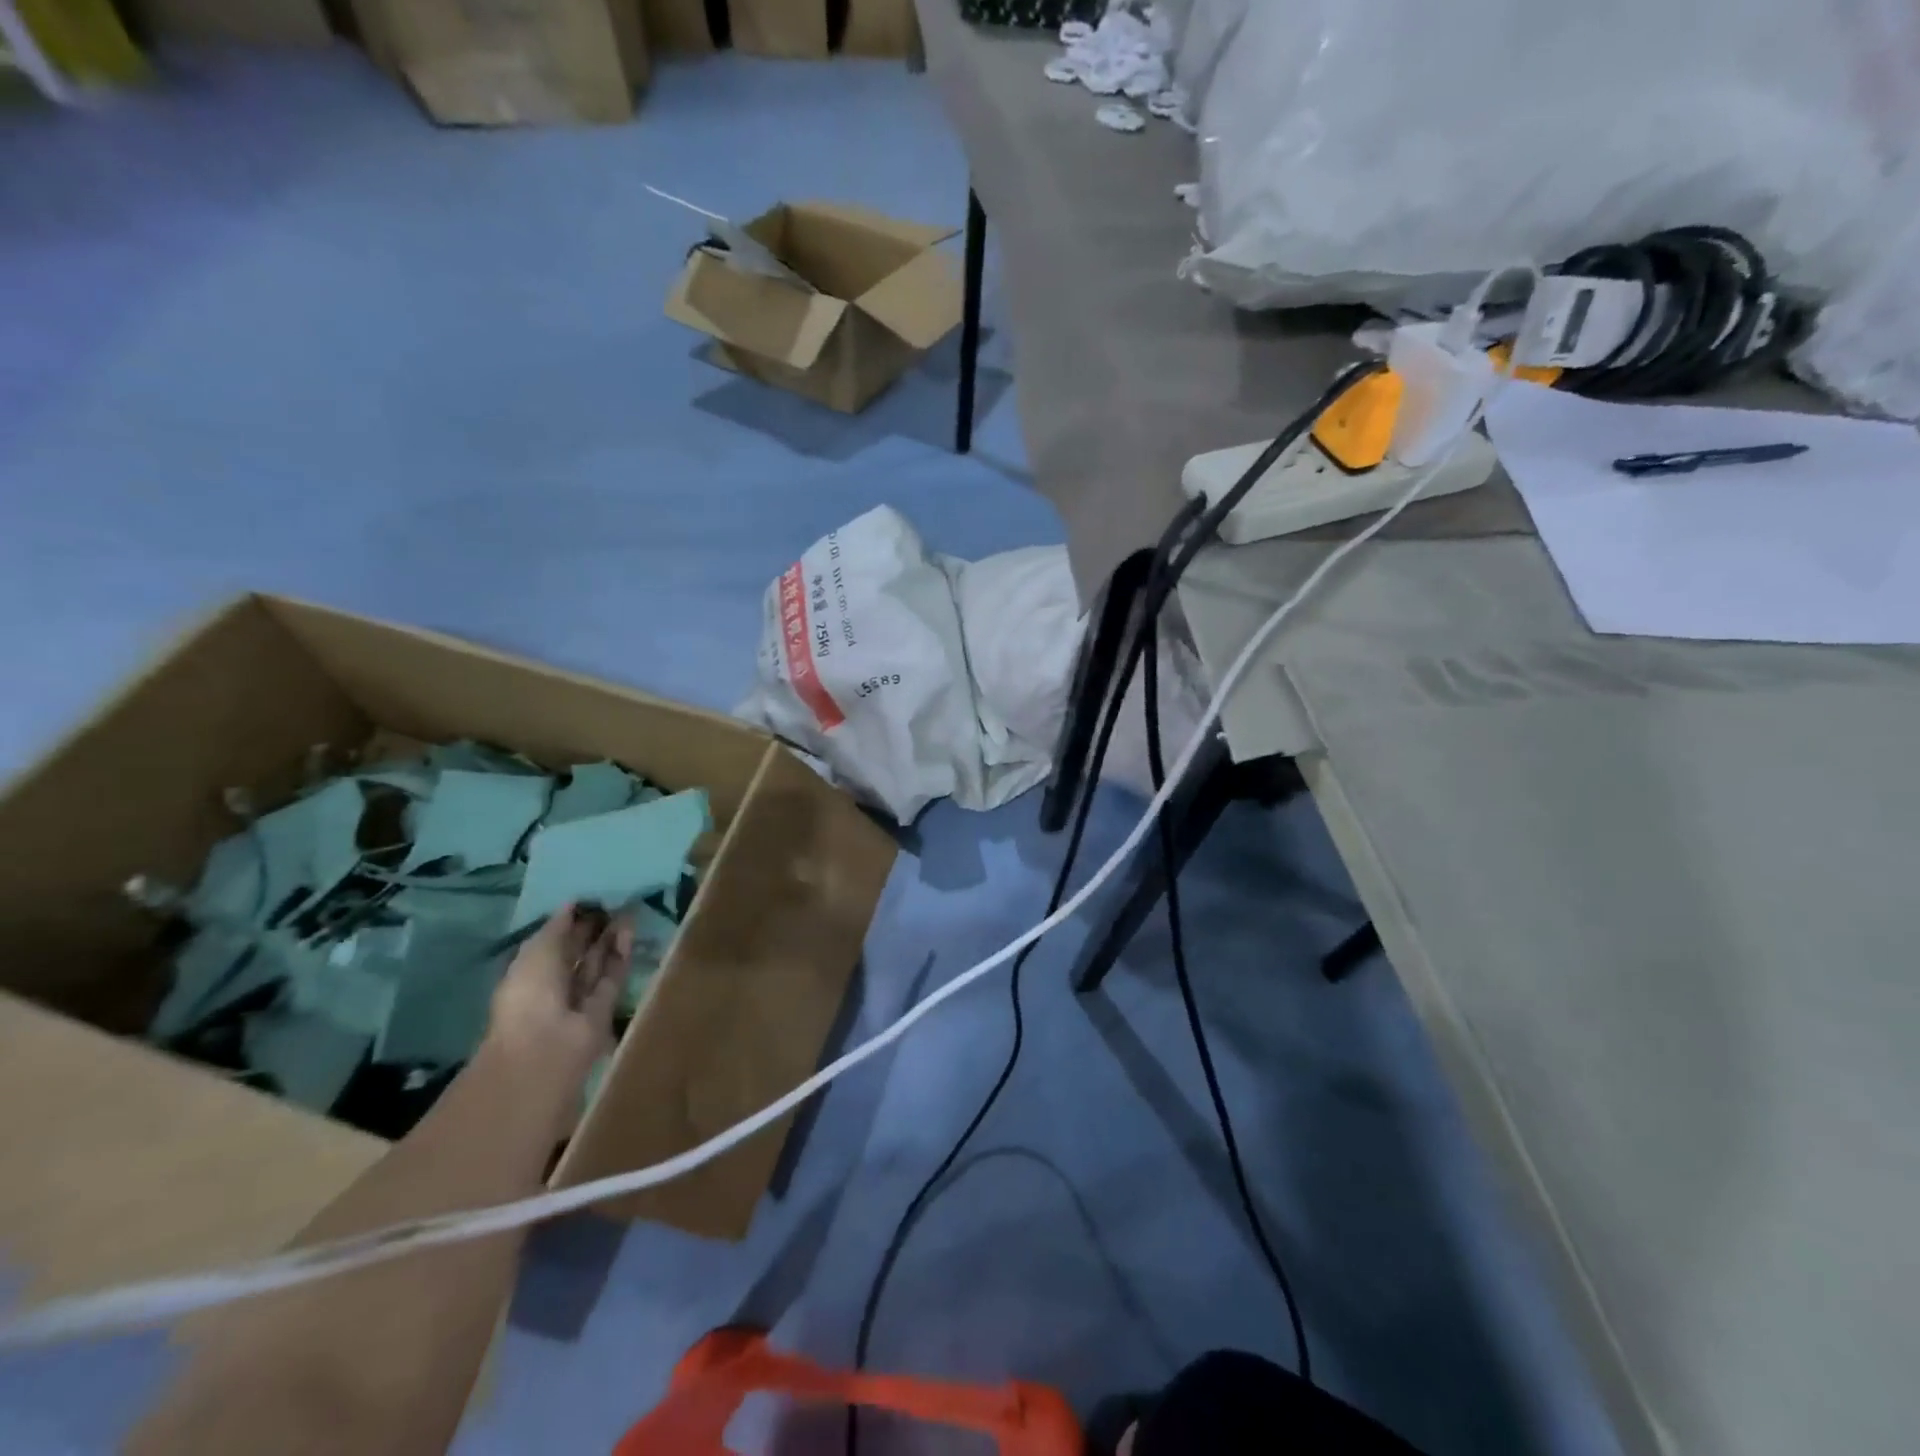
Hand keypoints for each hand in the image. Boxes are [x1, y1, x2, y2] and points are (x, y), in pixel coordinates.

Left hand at [485, 904, 632, 1098]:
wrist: (546, 1046)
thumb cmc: (530, 994)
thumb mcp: (537, 951)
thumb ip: (557, 926)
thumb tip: (571, 903)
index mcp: (528, 974)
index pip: (551, 944)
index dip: (568, 922)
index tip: (587, 899)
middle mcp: (554, 986)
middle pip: (576, 953)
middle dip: (591, 929)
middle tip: (611, 901)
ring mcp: (580, 998)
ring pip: (598, 962)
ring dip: (610, 938)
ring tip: (625, 909)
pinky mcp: (606, 1007)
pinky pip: (614, 974)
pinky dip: (621, 952)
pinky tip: (629, 929)